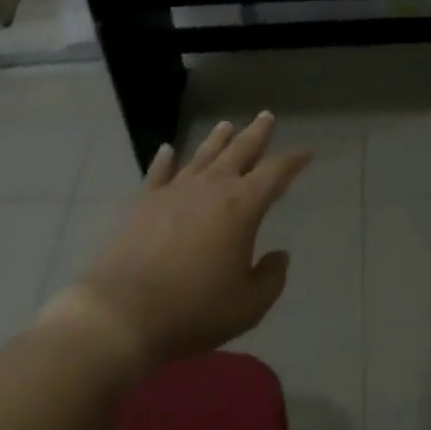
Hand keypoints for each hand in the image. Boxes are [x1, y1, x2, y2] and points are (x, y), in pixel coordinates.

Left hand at [64, 112, 311, 370]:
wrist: (124, 313)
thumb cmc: (194, 309)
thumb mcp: (248, 306)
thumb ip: (271, 278)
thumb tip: (279, 256)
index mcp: (242, 206)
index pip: (276, 173)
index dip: (294, 161)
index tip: (307, 153)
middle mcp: (211, 187)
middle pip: (239, 151)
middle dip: (256, 134)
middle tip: (266, 116)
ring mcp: (175, 190)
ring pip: (203, 155)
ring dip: (217, 139)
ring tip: (226, 125)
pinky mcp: (145, 202)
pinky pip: (159, 173)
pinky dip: (164, 160)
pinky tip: (167, 149)